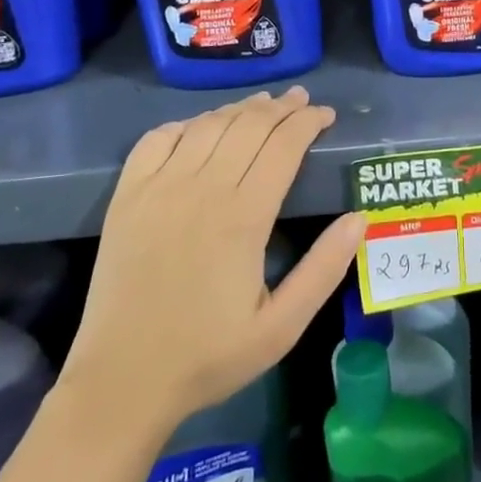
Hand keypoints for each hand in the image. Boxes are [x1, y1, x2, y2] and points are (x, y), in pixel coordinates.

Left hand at [67, 88, 366, 428]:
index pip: (284, 145)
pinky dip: (188, 123)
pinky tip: (203, 126)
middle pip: (249, 125)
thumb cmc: (208, 356)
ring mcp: (159, 186)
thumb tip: (359, 219)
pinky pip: (160, 137)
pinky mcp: (128, 194)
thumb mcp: (280, 328)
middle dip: (282, 107)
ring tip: (263, 104)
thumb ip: (323, 270)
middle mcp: (202, 188)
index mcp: (243, 217)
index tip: (326, 115)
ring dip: (241, 108)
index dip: (308, 122)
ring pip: (209, 124)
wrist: (121, 381)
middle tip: (301, 101)